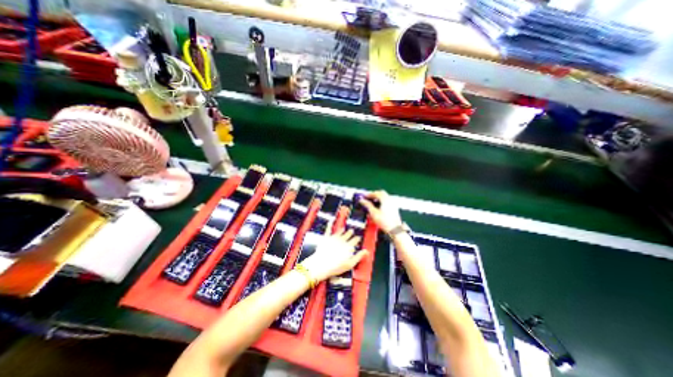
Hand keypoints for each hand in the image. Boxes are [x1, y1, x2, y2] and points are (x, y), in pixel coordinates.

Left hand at [301, 224, 367, 282]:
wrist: (321, 264)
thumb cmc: (336, 266)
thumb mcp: (350, 264)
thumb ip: (359, 256)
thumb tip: (366, 251)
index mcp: (348, 246)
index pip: (354, 240)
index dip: (357, 239)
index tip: (358, 238)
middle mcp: (342, 240)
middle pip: (347, 235)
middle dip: (350, 233)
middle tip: (352, 231)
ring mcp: (333, 238)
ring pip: (339, 232)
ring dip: (342, 230)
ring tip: (344, 229)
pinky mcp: (326, 238)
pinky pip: (328, 230)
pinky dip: (329, 225)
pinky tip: (330, 221)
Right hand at [360, 191, 401, 232]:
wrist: (395, 229)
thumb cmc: (385, 222)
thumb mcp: (373, 213)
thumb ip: (367, 205)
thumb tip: (362, 200)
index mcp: (385, 199)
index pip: (376, 193)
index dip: (369, 194)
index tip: (364, 196)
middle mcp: (390, 199)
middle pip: (381, 193)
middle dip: (374, 194)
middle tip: (368, 198)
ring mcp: (393, 203)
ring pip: (384, 197)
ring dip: (378, 198)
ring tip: (372, 202)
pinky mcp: (394, 208)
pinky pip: (387, 201)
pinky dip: (382, 201)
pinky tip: (378, 206)